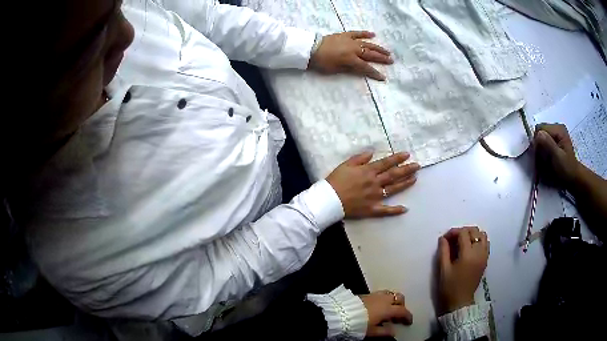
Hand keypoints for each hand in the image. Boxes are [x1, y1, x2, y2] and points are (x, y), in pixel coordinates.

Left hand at [309, 31, 392, 80]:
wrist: (311, 48)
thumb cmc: (322, 62)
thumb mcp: (336, 70)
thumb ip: (349, 69)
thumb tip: (360, 70)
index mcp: (351, 59)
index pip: (366, 68)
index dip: (375, 73)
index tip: (383, 78)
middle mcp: (354, 49)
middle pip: (371, 54)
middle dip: (382, 58)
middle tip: (391, 61)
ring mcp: (350, 41)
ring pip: (367, 44)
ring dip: (378, 48)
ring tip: (387, 51)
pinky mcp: (345, 35)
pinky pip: (357, 33)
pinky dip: (365, 34)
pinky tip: (373, 34)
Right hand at [326, 151, 419, 218]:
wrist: (329, 200)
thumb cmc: (335, 181)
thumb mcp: (345, 165)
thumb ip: (359, 158)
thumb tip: (372, 152)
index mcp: (368, 171)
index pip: (386, 163)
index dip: (397, 158)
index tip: (407, 155)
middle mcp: (375, 183)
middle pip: (394, 175)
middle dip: (407, 169)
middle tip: (418, 166)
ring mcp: (375, 197)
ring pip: (393, 189)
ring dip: (405, 183)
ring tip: (415, 179)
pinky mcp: (372, 209)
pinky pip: (386, 210)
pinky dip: (395, 210)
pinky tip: (405, 209)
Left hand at [360, 290, 412, 336]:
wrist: (342, 313)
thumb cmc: (359, 324)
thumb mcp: (372, 331)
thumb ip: (385, 331)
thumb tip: (394, 332)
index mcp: (388, 309)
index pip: (402, 311)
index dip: (408, 316)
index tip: (409, 322)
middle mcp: (384, 299)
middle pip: (399, 298)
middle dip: (402, 305)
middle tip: (399, 314)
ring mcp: (376, 295)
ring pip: (390, 294)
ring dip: (393, 300)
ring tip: (390, 309)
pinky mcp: (367, 293)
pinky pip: (382, 294)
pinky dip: (385, 299)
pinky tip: (380, 306)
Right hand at [437, 226, 488, 314]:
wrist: (460, 302)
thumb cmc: (450, 287)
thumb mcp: (443, 269)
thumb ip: (443, 251)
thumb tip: (443, 238)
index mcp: (468, 254)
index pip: (463, 233)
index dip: (453, 232)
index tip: (445, 238)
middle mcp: (479, 252)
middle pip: (474, 231)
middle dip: (463, 231)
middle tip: (453, 239)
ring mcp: (484, 256)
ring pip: (482, 235)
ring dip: (472, 235)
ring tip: (462, 242)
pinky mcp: (486, 260)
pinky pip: (486, 243)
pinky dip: (479, 241)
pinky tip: (470, 248)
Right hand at [534, 123, 580, 187]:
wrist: (573, 176)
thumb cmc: (566, 168)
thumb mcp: (558, 157)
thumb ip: (548, 144)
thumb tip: (538, 134)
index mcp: (558, 129)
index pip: (540, 128)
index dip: (537, 141)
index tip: (540, 155)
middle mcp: (556, 127)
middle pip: (540, 132)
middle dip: (539, 145)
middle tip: (544, 159)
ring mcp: (556, 133)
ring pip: (541, 137)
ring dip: (541, 149)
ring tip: (547, 160)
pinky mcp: (555, 139)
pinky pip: (544, 141)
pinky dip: (544, 150)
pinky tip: (548, 157)